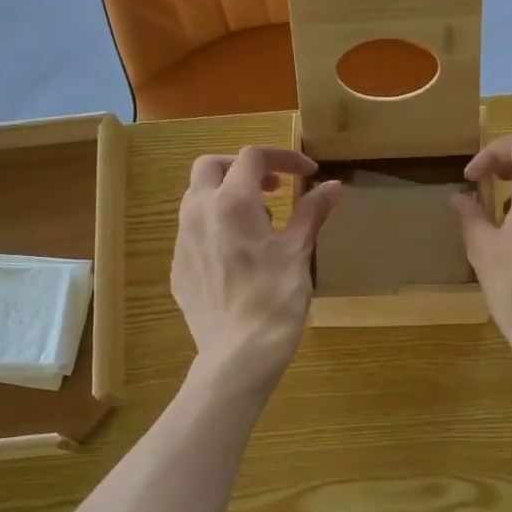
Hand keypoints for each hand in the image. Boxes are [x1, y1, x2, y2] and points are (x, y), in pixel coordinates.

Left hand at [172, 146, 342, 393]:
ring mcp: (183, 241)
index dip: (283, 157)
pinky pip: (193, 231)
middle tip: (274, 187)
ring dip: (226, 195)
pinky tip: (238, 255)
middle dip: (242, 167)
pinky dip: (215, 225)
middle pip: (211, 166)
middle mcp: (199, 212)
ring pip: (196, 197)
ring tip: (259, 222)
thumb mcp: (298, 251)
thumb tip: (333, 185)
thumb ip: (312, 212)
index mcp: (232, 202)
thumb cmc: (275, 298)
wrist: (239, 354)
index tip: (308, 173)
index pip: (253, 157)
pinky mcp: (179, 267)